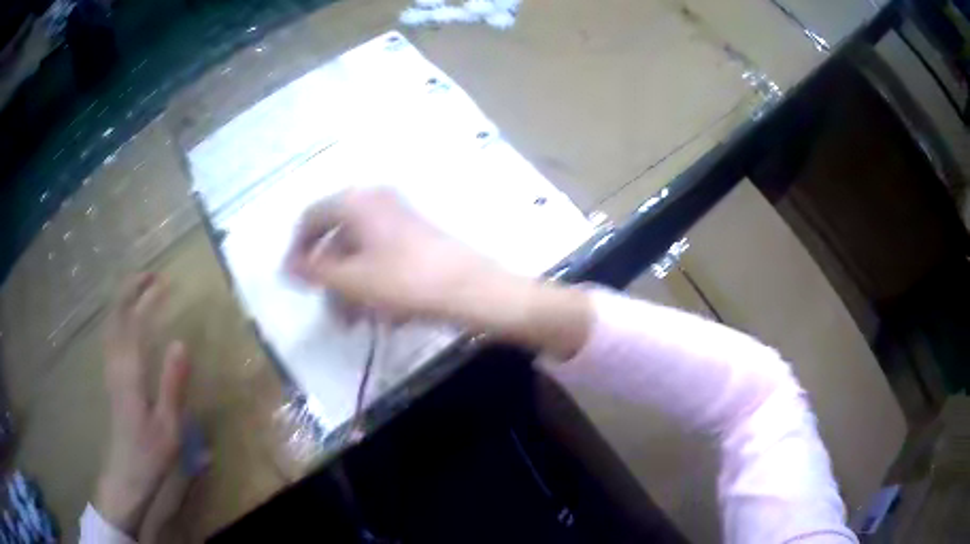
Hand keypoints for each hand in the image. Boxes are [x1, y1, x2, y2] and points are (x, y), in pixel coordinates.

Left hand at [96, 273, 190, 535]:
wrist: (126, 475)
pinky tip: (127, 322)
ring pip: (111, 324)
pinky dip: (119, 318)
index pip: (134, 321)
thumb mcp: (169, 426)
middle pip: (117, 315)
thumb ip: (172, 384)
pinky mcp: (111, 379)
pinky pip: (111, 336)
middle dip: (131, 290)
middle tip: (152, 276)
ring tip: (141, 290)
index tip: (164, 282)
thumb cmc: (150, 453)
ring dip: (124, 301)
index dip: (146, 297)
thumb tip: (181, 342)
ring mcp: (110, 370)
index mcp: (130, 372)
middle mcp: (116, 363)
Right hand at [285, 188, 502, 322]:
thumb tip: (288, 266)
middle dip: (330, 279)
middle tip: (331, 312)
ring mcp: (399, 218)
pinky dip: (375, 284)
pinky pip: (382, 258)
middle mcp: (376, 202)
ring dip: (352, 288)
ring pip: (360, 253)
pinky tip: (384, 315)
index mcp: (356, 202)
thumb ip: (314, 271)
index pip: (311, 218)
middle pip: (337, 239)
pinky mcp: (417, 237)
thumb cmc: (404, 282)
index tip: (295, 282)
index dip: (298, 250)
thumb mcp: (351, 280)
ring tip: (355, 322)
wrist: (472, 290)